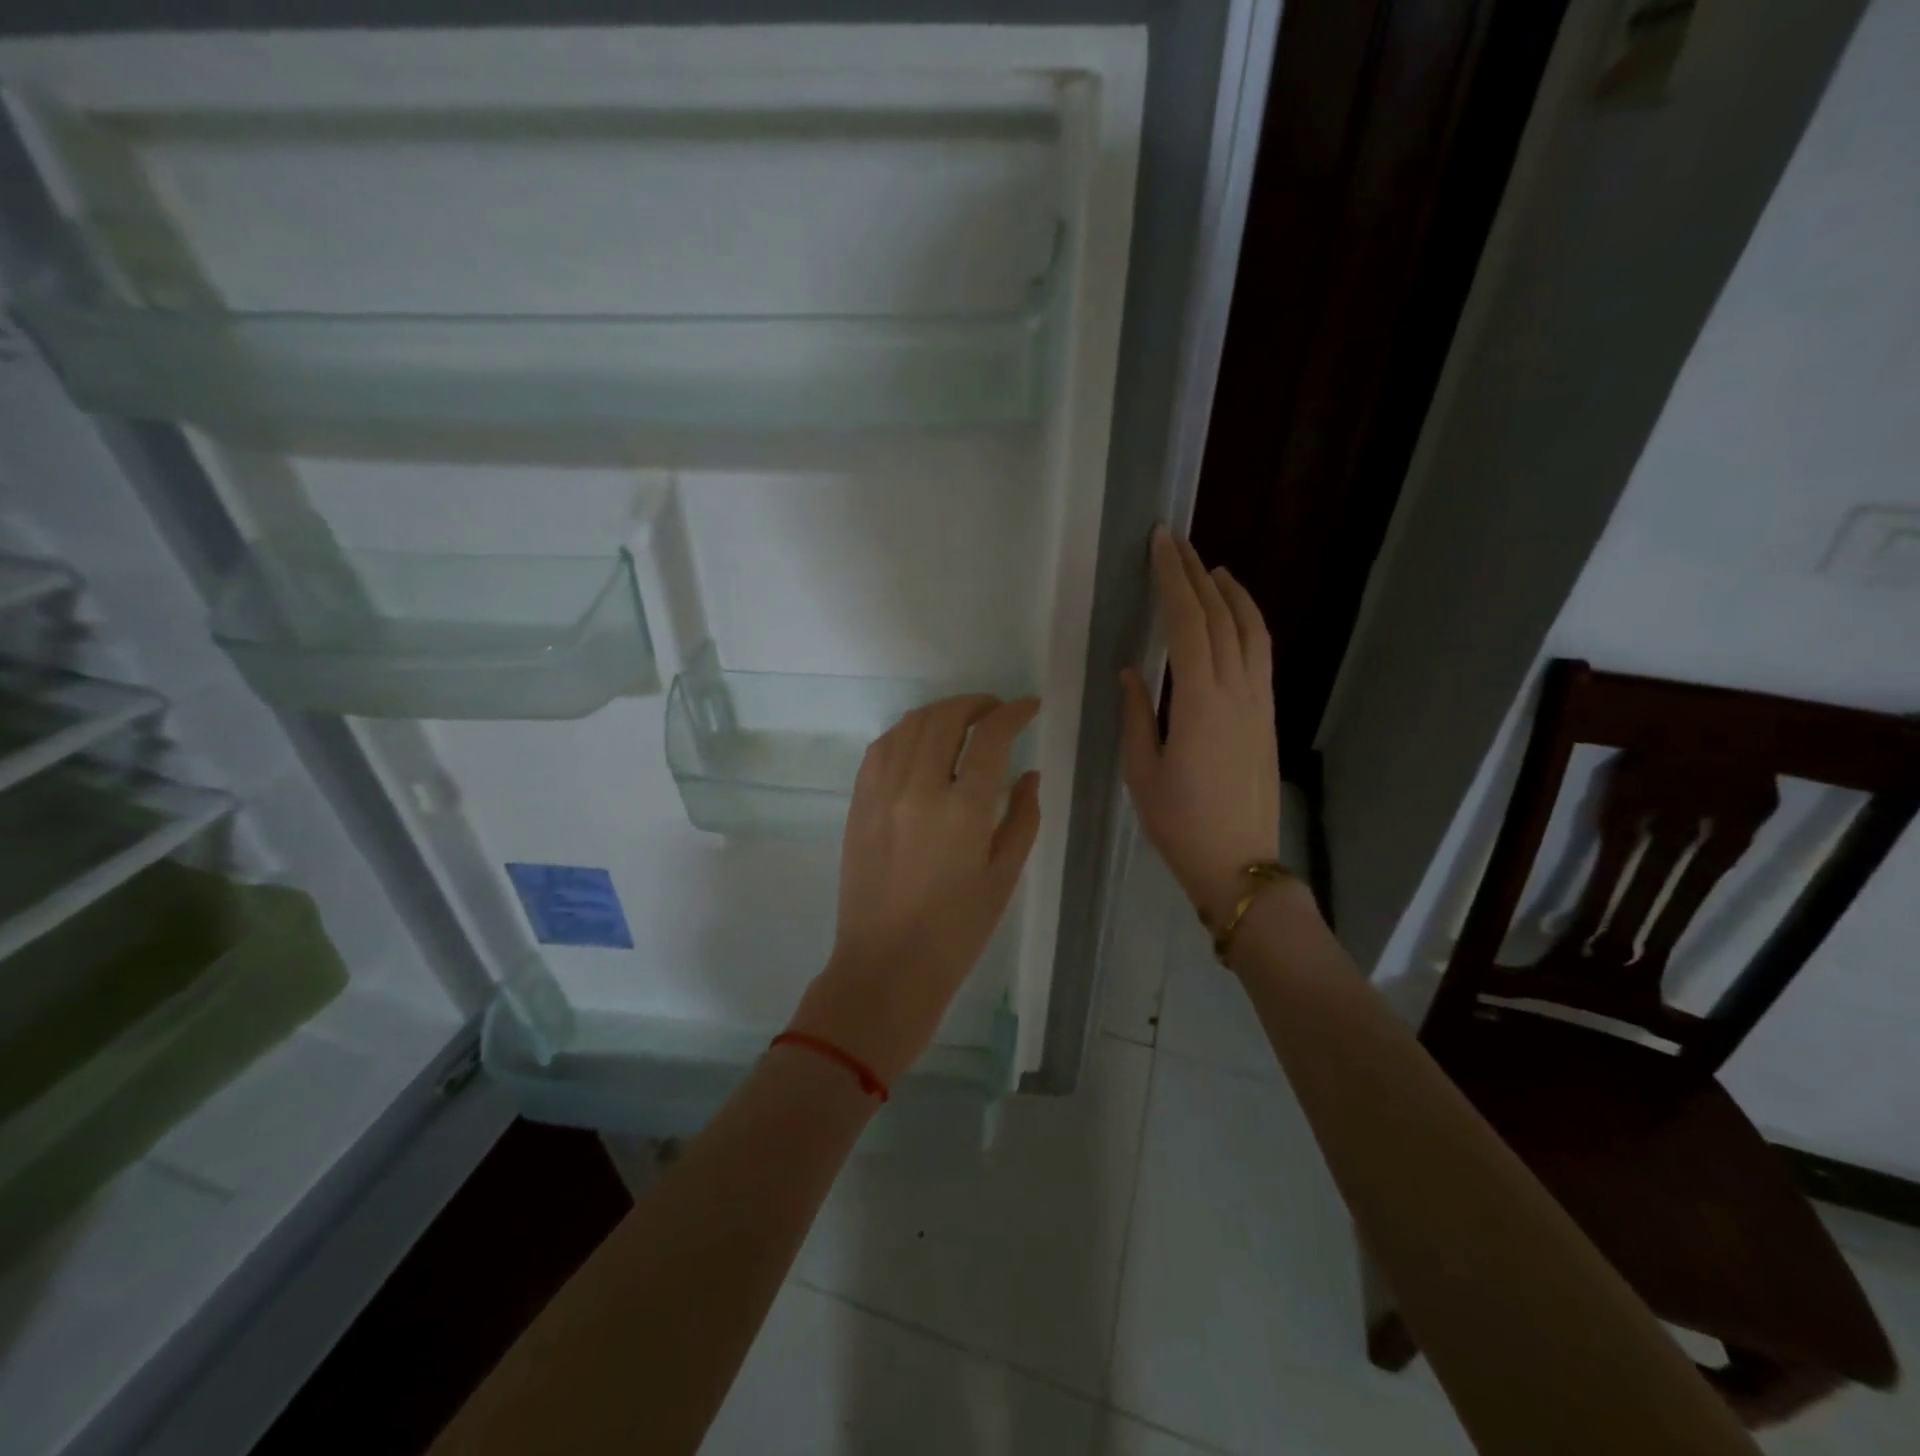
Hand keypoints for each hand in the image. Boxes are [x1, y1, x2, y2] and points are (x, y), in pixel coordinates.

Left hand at [788, 695, 1042, 1085]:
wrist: (886, 967)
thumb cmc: (956, 931)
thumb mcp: (1004, 876)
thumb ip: (1023, 817)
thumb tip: (1029, 774)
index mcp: (963, 809)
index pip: (991, 736)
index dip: (1013, 712)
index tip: (1028, 707)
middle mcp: (918, 788)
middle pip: (945, 718)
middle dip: (975, 704)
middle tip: (995, 710)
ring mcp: (881, 792)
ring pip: (909, 725)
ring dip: (940, 713)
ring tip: (960, 722)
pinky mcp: (858, 803)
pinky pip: (880, 748)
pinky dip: (906, 733)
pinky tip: (920, 743)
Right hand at [1120, 527, 1282, 930]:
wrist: (1239, 863)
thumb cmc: (1179, 823)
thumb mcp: (1142, 771)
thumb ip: (1138, 715)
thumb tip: (1132, 672)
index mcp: (1199, 702)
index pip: (1188, 623)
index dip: (1173, 579)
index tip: (1160, 544)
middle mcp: (1236, 691)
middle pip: (1220, 617)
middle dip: (1197, 574)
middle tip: (1176, 542)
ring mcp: (1259, 703)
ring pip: (1251, 631)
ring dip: (1231, 594)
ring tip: (1212, 568)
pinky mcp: (1268, 717)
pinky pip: (1261, 655)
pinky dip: (1249, 623)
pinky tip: (1235, 617)